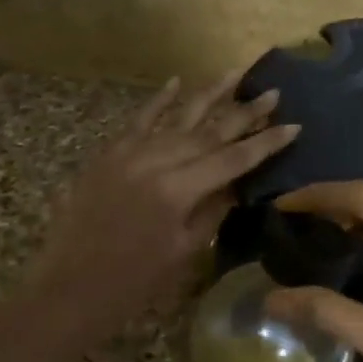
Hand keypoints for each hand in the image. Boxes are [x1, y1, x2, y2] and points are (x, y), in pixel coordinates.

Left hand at [23, 72, 299, 341]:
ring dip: (209, 95)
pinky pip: (138, 121)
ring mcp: (129, 153)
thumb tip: (239, 181)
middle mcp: (156, 161)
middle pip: (209, 131)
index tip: (293, 126)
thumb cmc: (134, 282)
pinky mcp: (108, 154)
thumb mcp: (184, 250)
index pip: (233, 159)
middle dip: (244, 112)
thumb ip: (213, 209)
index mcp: (179, 190)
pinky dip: (159, 101)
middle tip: (273, 92)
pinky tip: (176, 81)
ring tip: (235, 73)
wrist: (69, 288)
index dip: (265, 143)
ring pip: (177, 118)